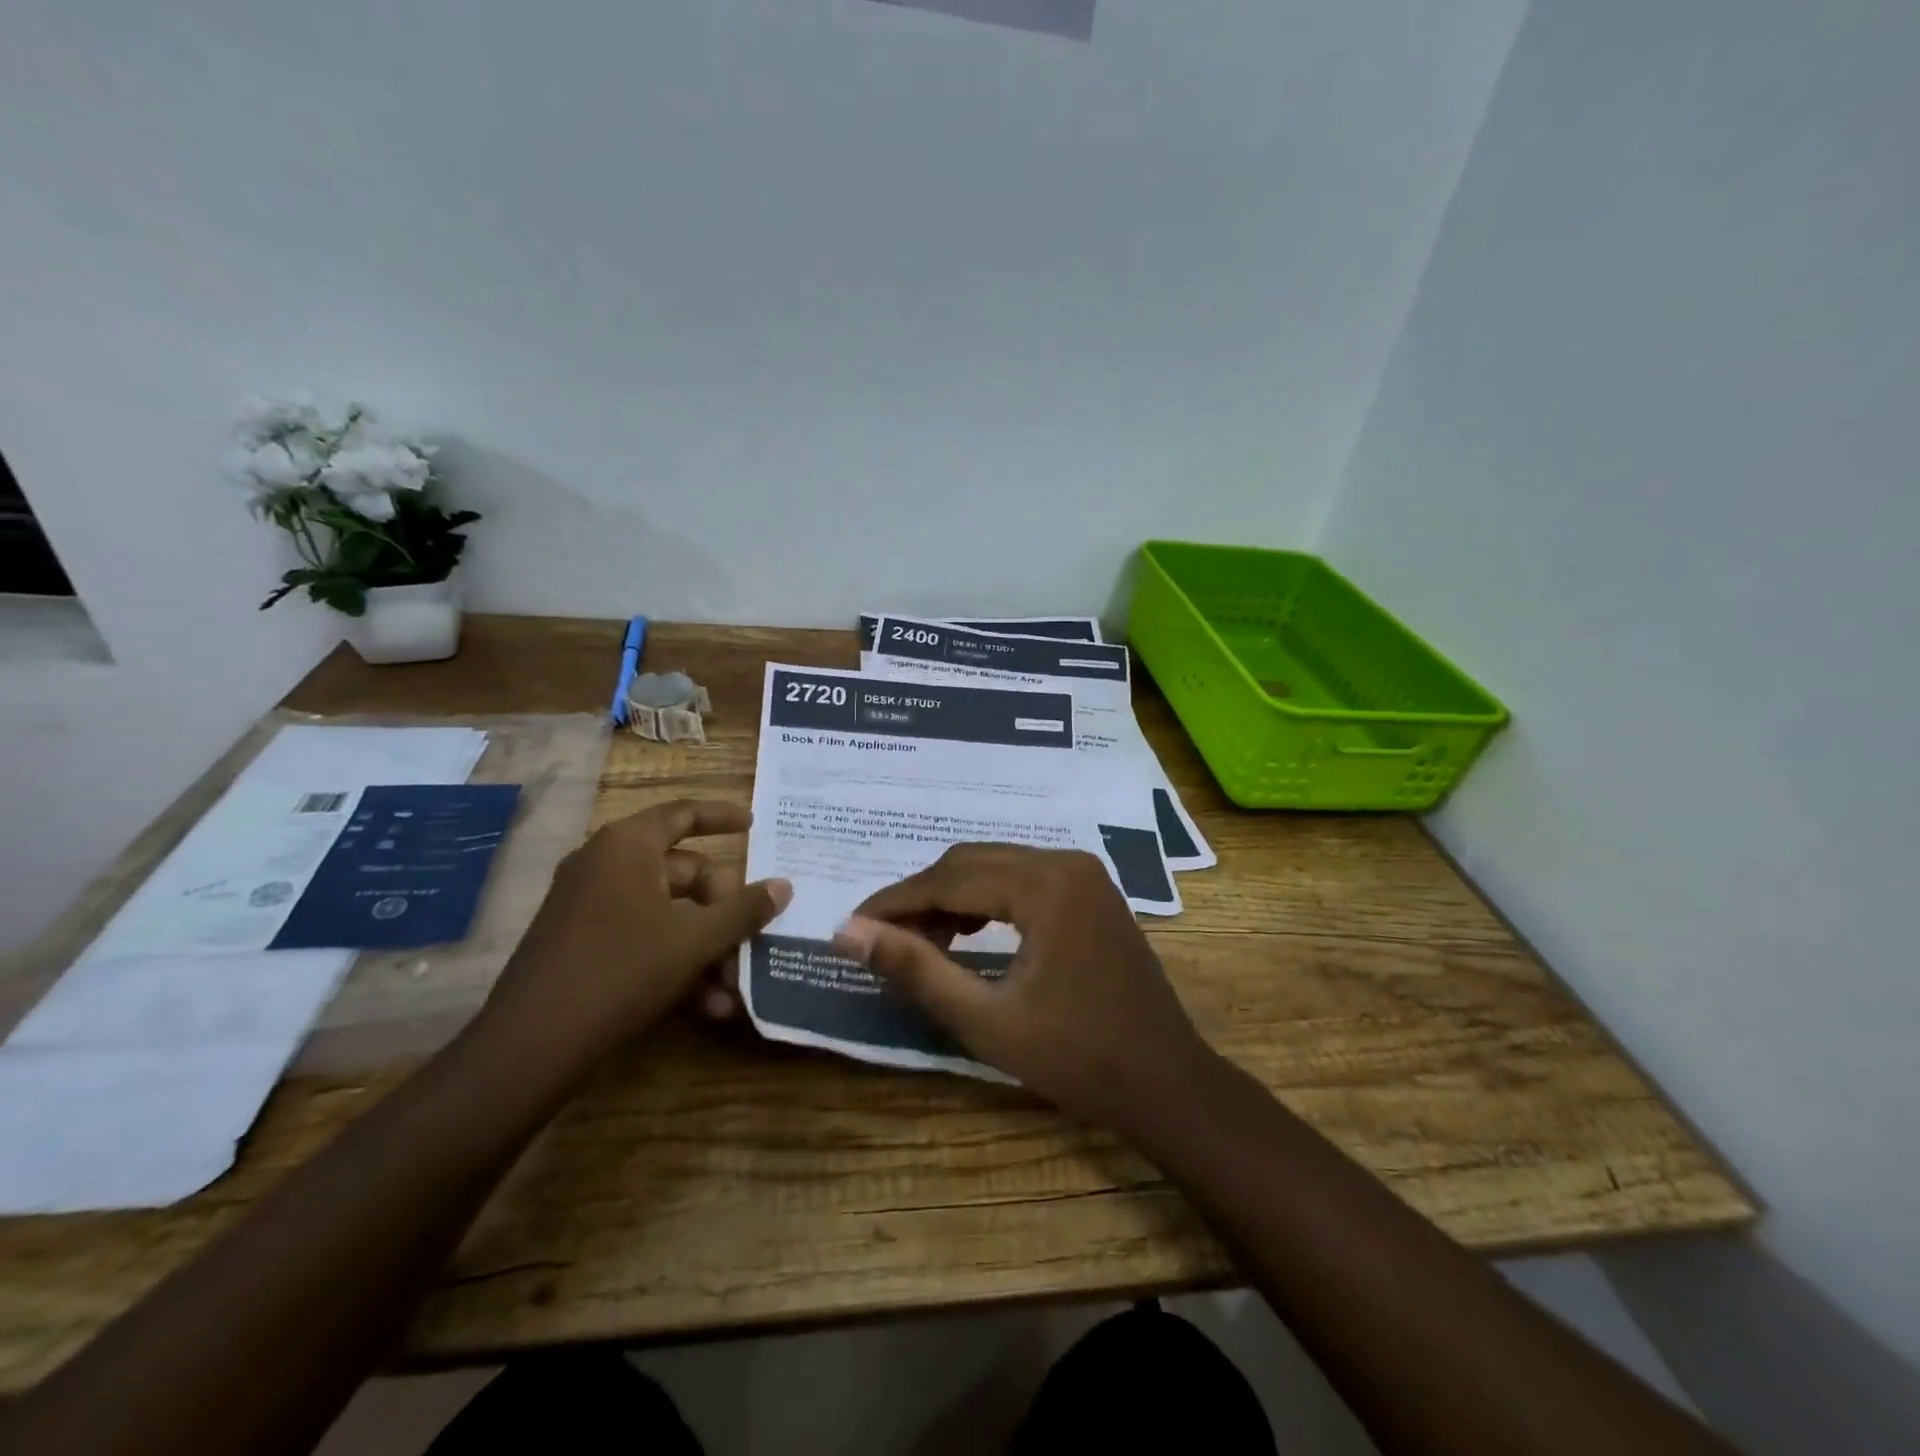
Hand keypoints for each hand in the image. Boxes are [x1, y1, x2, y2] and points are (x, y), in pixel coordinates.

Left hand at [481, 800, 789, 1065]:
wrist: (531, 1045)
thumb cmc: (622, 970)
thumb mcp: (695, 940)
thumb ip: (744, 910)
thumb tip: (784, 885)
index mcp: (628, 846)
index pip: (683, 813)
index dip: (723, 816)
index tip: (755, 824)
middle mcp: (605, 865)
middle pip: (683, 872)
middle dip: (723, 910)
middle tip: (752, 937)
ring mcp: (588, 905)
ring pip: (666, 914)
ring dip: (705, 947)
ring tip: (735, 987)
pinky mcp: (580, 944)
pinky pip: (641, 939)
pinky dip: (675, 963)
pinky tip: (708, 1007)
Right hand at [833, 844, 1213, 1130]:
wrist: (1165, 1081)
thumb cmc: (1076, 1059)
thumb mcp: (985, 1020)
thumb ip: (915, 969)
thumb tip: (847, 932)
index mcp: (1044, 885)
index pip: (948, 879)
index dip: (894, 902)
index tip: (850, 927)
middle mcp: (1065, 861)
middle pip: (970, 863)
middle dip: (921, 899)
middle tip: (883, 942)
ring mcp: (1083, 873)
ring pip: (994, 867)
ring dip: (951, 898)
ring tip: (922, 945)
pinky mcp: (1090, 889)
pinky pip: (1021, 879)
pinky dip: (986, 900)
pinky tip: (966, 935)